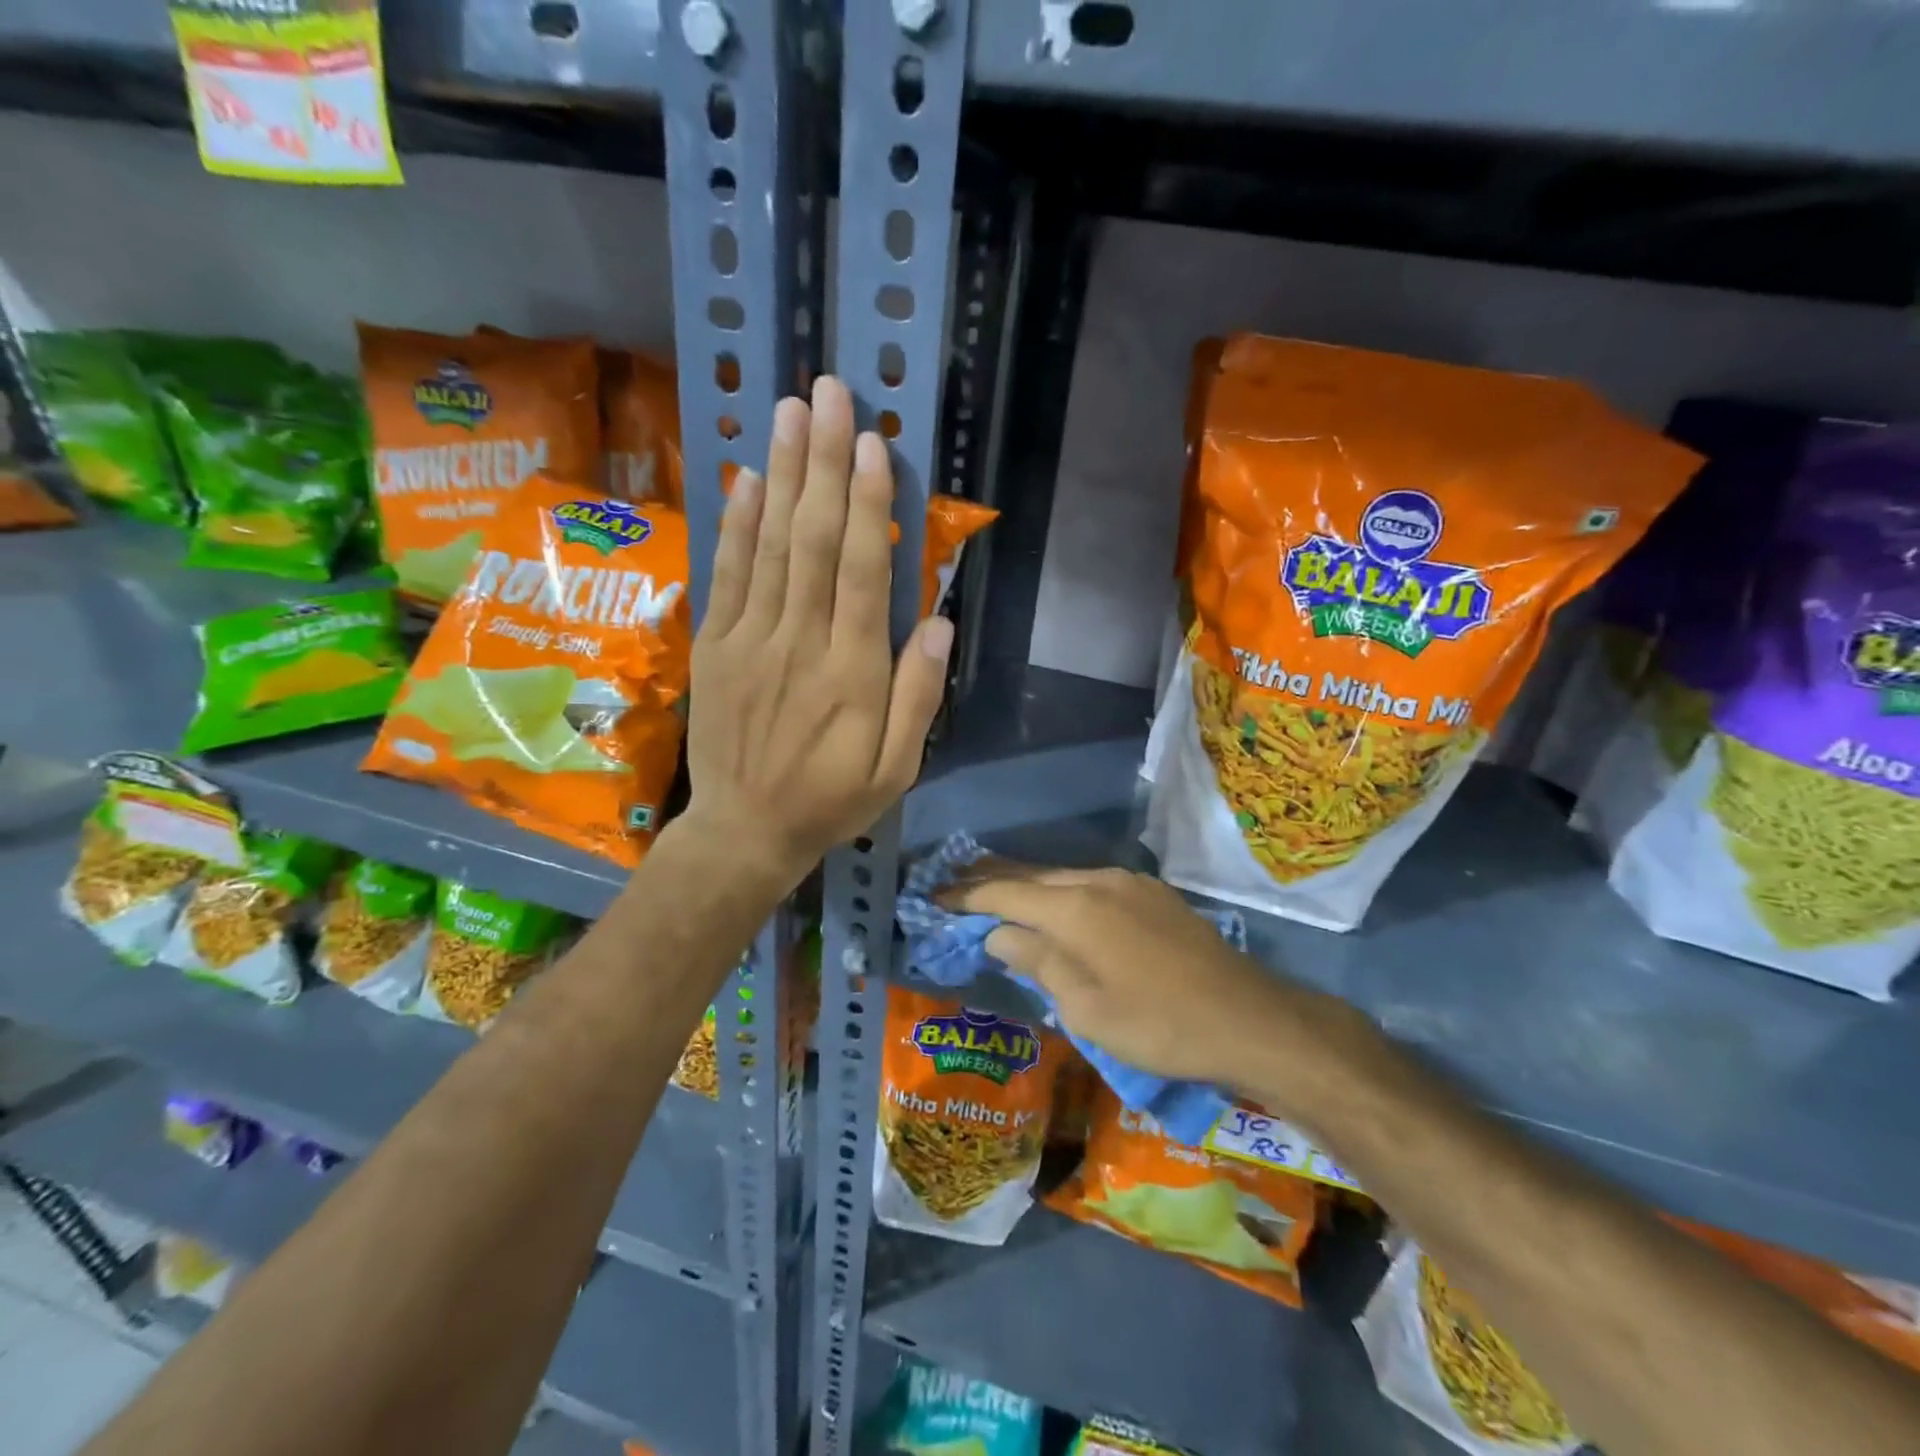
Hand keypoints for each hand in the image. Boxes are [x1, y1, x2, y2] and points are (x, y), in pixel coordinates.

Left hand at [682, 376, 950, 885]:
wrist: (745, 831)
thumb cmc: (831, 800)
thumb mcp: (896, 769)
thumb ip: (919, 696)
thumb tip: (937, 623)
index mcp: (851, 672)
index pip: (861, 572)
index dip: (867, 504)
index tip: (872, 445)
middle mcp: (799, 642)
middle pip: (813, 541)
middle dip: (823, 463)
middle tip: (829, 395)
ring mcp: (750, 640)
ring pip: (769, 546)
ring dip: (781, 475)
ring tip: (790, 412)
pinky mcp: (716, 646)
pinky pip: (727, 575)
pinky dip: (737, 524)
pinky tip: (747, 480)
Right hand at [945, 866, 1338, 1090]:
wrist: (1247, 1017)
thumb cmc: (1157, 1024)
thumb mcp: (1085, 1007)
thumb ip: (1037, 961)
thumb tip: (998, 933)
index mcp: (1073, 908)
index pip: (1003, 892)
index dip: (965, 895)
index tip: (933, 897)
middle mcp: (1096, 880)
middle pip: (1030, 874)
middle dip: (990, 879)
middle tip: (953, 883)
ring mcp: (1128, 882)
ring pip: (1061, 875)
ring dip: (1026, 882)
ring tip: (995, 887)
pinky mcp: (1151, 892)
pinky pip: (1090, 883)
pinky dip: (1060, 890)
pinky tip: (1055, 903)